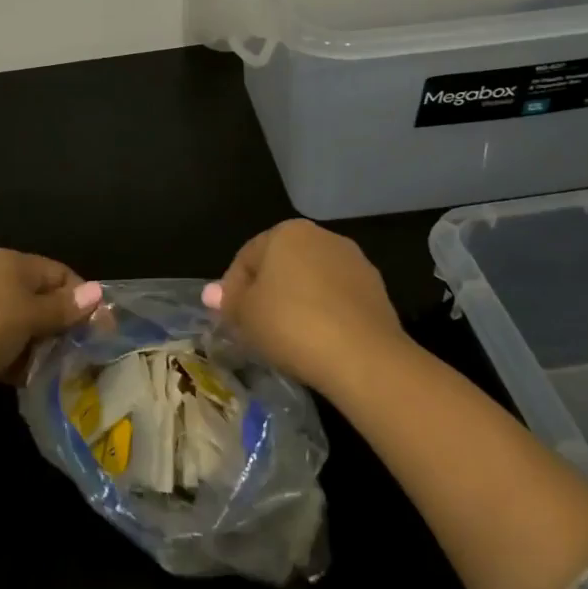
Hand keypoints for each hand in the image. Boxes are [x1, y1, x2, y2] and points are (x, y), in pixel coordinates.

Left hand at [0, 249, 100, 407]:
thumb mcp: (28, 314)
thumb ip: (63, 308)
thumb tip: (98, 292)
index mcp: (13, 264)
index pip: (59, 273)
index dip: (82, 298)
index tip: (102, 328)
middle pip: (42, 300)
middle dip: (64, 326)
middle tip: (87, 355)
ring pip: (24, 328)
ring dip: (42, 349)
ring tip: (65, 373)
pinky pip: (5, 349)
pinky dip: (19, 363)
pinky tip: (35, 384)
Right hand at [203, 219, 403, 393]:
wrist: (364, 356)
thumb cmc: (292, 324)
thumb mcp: (246, 315)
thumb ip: (229, 300)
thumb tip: (210, 293)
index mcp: (287, 232)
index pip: (247, 257)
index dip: (233, 289)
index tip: (229, 320)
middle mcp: (322, 237)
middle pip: (282, 265)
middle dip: (266, 293)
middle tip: (255, 328)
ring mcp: (354, 263)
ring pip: (312, 282)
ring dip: (297, 303)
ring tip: (287, 339)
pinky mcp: (377, 292)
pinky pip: (338, 300)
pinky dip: (324, 315)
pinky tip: (318, 343)